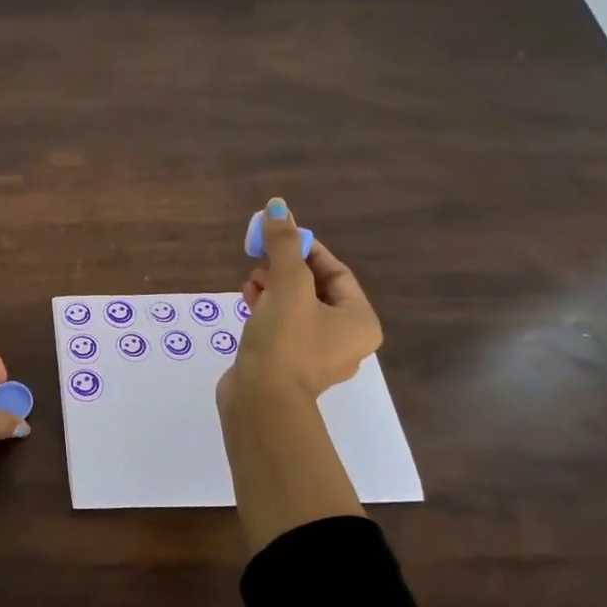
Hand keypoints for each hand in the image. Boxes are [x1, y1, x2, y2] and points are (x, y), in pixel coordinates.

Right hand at [219, 199, 382, 413]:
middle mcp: (346, 340)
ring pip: (297, 309)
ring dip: (274, 289)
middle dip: (287, 270)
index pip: (337, 273)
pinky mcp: (289, 366)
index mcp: (359, 322)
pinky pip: (283, 329)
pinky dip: (268, 311)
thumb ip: (283, 246)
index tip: (280, 236)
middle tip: (261, 260)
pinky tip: (247, 300)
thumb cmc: (285, 341)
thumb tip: (277, 205)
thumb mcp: (287, 286)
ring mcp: (317, 357)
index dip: (308, 249)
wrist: (261, 401)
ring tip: (250, 281)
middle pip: (316, 290)